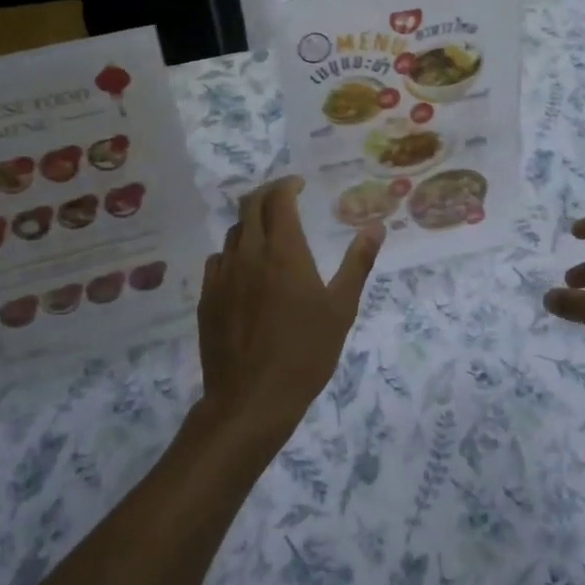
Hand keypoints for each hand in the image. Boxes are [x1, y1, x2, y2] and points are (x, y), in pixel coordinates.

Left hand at [196, 176, 383, 445]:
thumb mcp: (342, 308)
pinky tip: (245, 270)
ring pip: (233, 233)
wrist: (252, 399)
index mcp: (283, 251)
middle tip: (285, 198)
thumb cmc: (306, 352)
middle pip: (250, 206)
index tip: (299, 185)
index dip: (287, 185)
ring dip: (251, 224)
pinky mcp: (207, 299)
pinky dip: (234, 253)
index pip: (278, 199)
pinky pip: (218, 261)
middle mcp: (248, 254)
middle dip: (267, 195)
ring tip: (269, 234)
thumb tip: (377, 226)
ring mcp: (222, 276)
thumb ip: (358, 262)